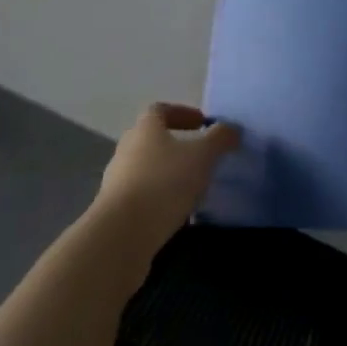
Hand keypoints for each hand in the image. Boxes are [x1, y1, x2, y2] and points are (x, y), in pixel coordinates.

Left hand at [94, 103, 239, 252]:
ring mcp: (116, 182)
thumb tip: (232, 129)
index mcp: (145, 129)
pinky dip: (158, 199)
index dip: (182, 113)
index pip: (160, 109)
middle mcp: (126, 150)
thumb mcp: (202, 156)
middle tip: (200, 156)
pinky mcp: (114, 212)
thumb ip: (220, 139)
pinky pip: (141, 197)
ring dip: (167, 174)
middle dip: (175, 144)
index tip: (203, 124)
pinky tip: (176, 213)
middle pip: (151, 139)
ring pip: (146, 169)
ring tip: (192, 188)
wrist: (121, 236)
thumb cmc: (164, 183)